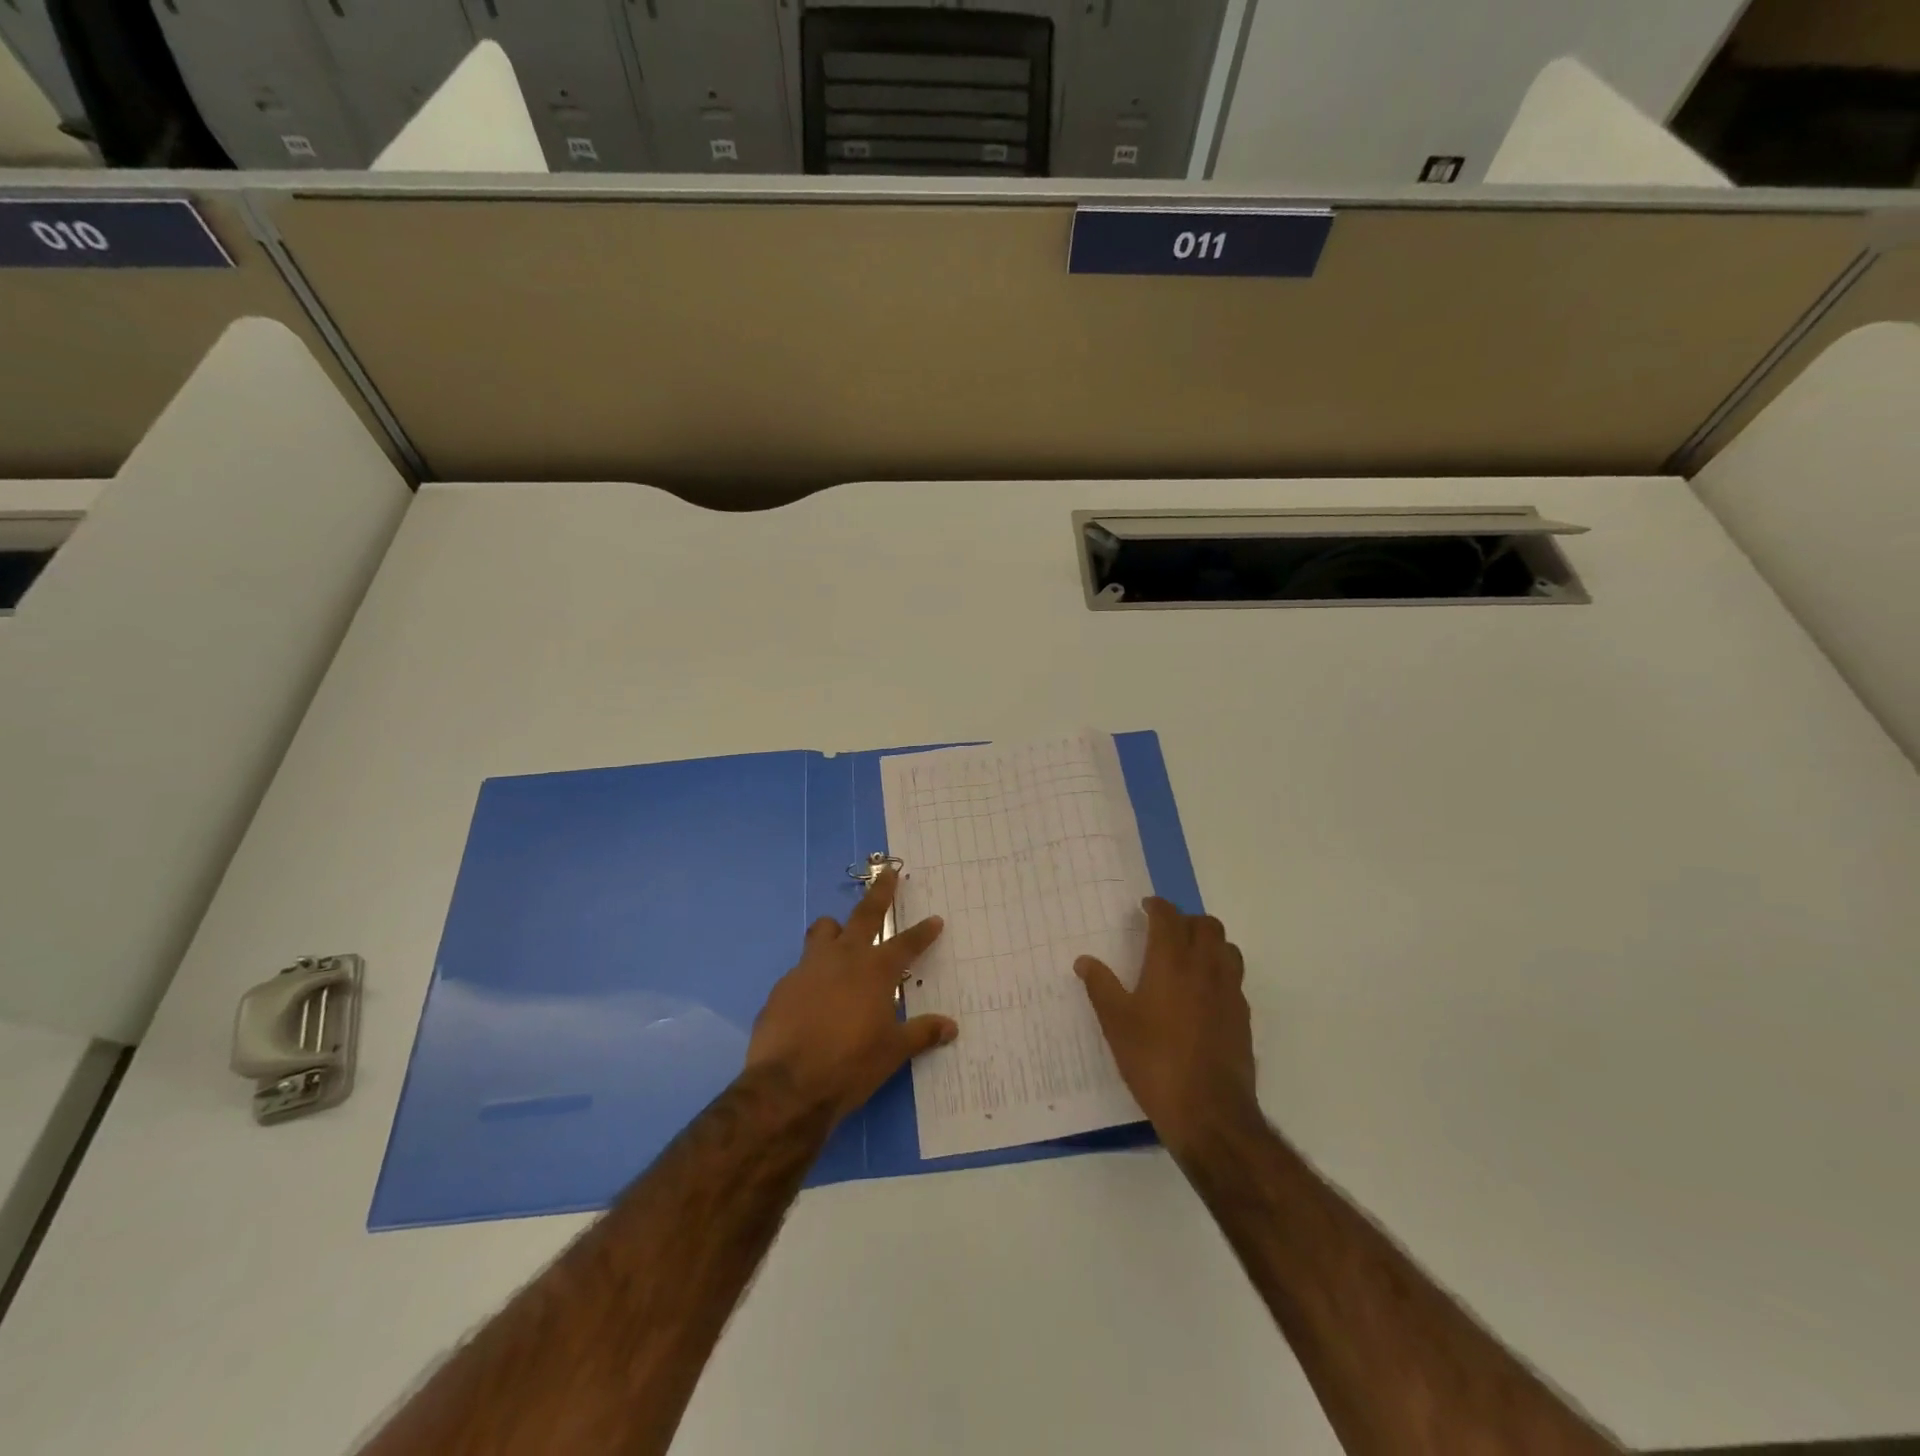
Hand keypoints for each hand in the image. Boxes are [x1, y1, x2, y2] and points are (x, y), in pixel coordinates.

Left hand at [745, 869, 955, 1124]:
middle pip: (865, 914)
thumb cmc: (850, 1065)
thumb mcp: (893, 1052)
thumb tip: (951, 1027)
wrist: (788, 1086)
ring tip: (841, 936)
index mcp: (874, 971)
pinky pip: (802, 967)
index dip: (923, 932)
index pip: (906, 943)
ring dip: (835, 929)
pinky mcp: (783, 986)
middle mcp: (843, 958)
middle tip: (888, 873)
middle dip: (880, 892)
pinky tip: (814, 995)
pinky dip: (813, 972)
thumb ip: (922, 1033)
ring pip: (823, 930)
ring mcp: (808, 968)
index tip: (935, 919)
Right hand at [1076, 898, 1255, 1158]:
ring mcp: (1230, 992)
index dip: (1158, 906)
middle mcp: (1206, 968)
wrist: (1209, 1112)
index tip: (1146, 907)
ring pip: (1227, 948)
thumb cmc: (1154, 1061)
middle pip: (1207, 925)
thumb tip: (1084, 961)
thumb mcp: (1116, 1023)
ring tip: (1188, 956)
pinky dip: (1219, 971)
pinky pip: (1234, 978)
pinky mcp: (1243, 1017)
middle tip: (1166, 931)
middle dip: (1186, 920)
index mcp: (1172, 962)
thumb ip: (1100, 986)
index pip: (1169, 917)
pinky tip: (1203, 994)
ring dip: (1209, 942)